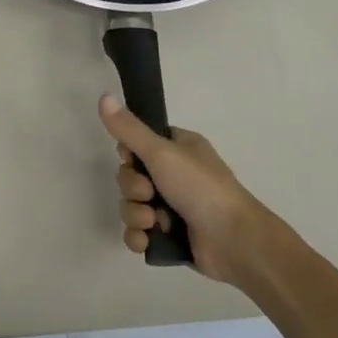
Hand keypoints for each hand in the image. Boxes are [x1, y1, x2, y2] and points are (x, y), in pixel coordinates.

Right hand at [99, 94, 282, 289]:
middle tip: (149, 193)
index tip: (133, 159)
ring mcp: (172, 208)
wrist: (233, 241)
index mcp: (179, 149)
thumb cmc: (201, 187)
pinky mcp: (169, 236)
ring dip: (136, 214)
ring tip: (154, 222)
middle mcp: (175, 175)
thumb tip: (103, 96)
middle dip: (133, 188)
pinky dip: (139, 236)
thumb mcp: (162, 152)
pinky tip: (148, 239)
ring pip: (131, 205)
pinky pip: (138, 232)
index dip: (129, 154)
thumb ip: (129, 129)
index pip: (138, 144)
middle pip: (130, 176)